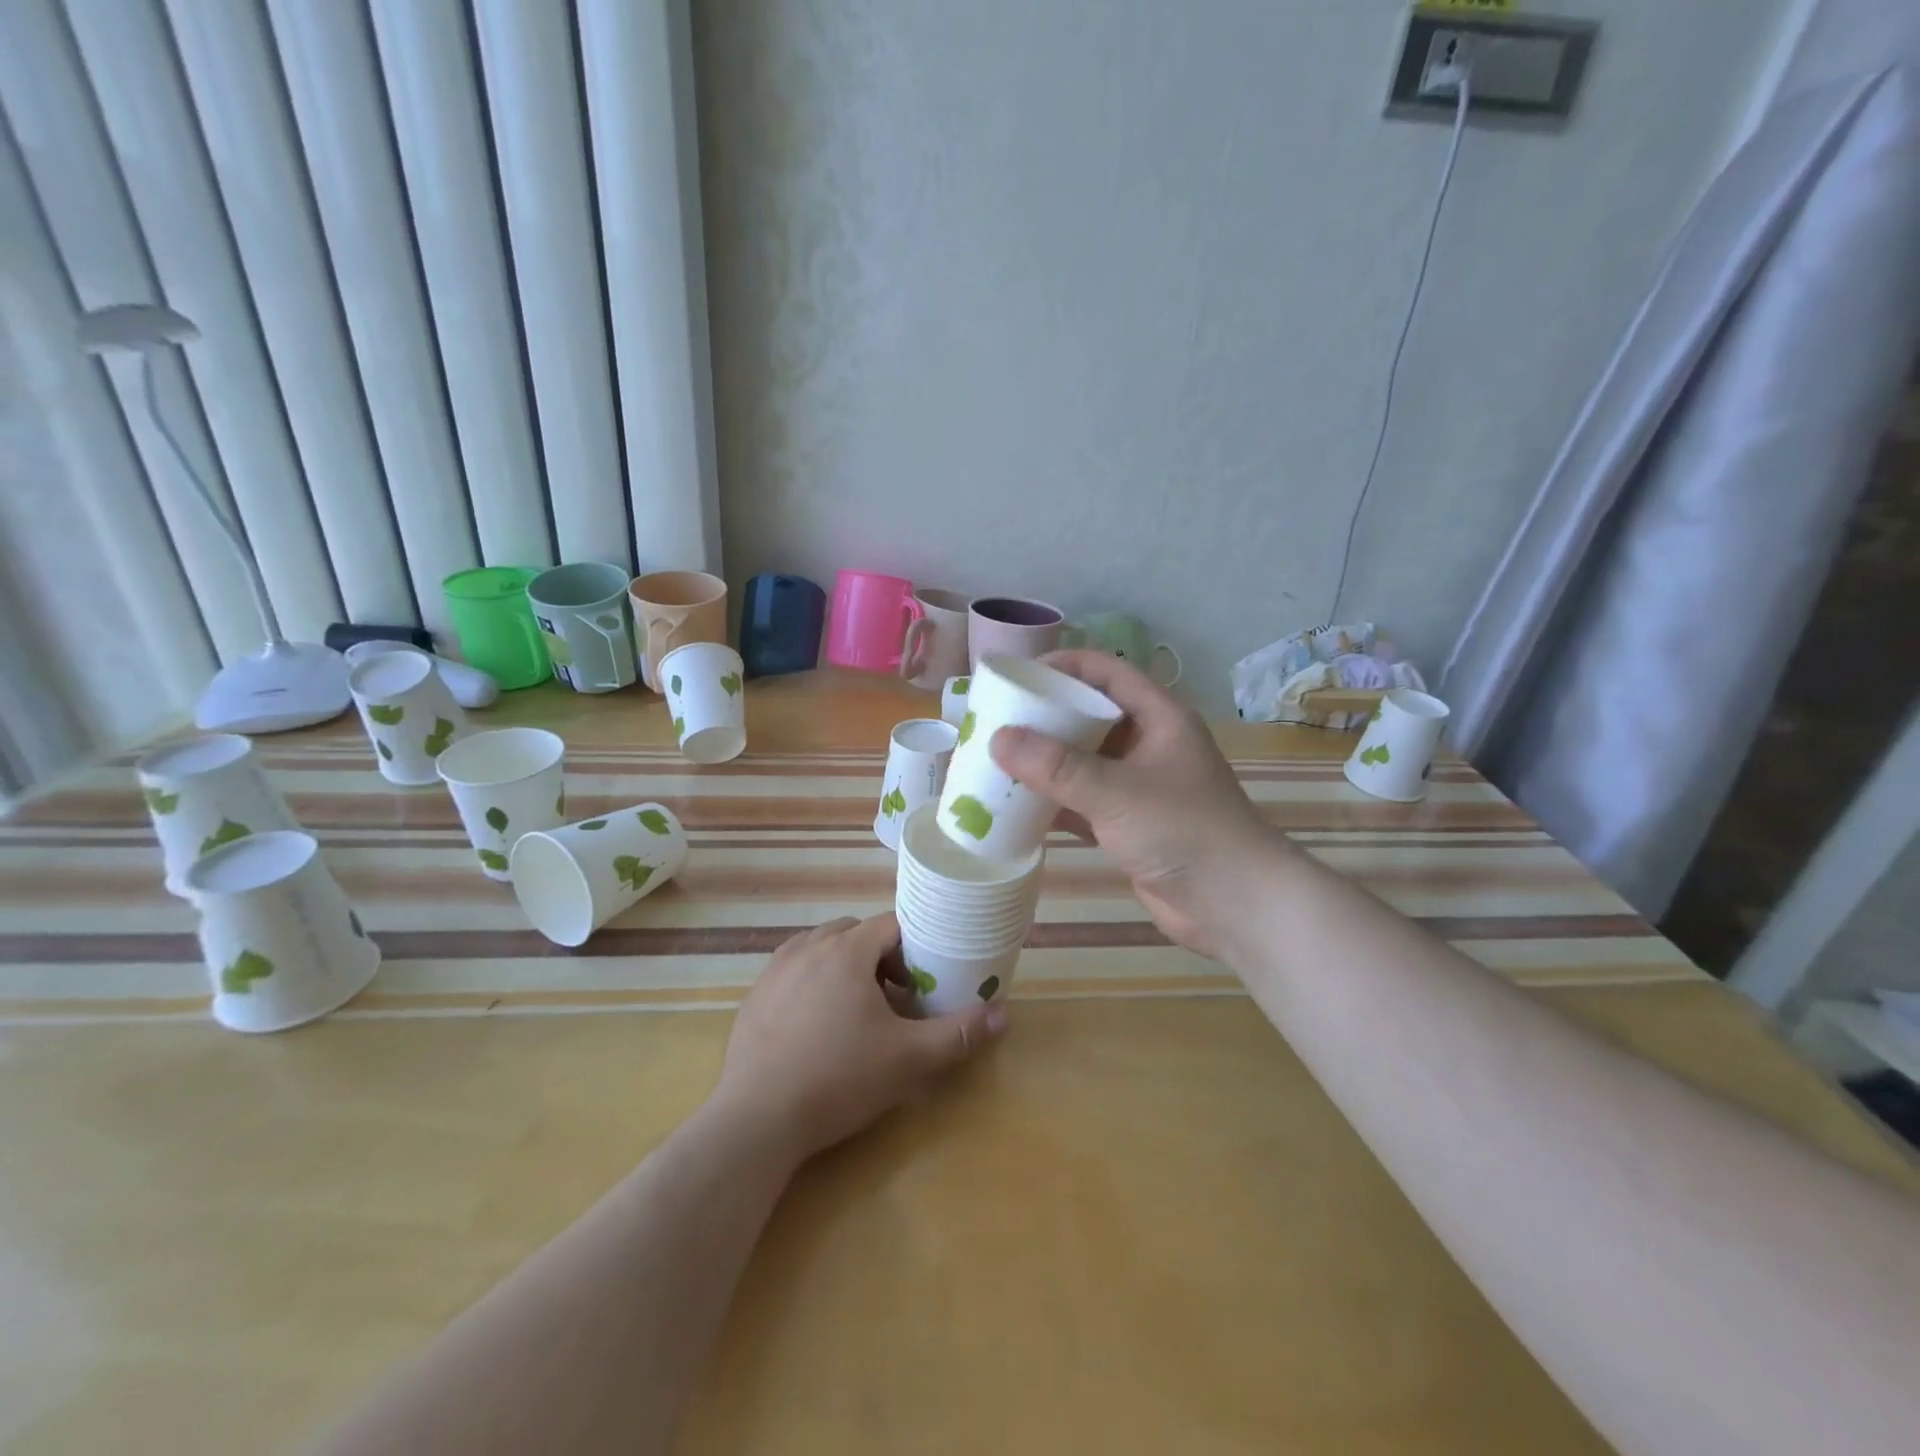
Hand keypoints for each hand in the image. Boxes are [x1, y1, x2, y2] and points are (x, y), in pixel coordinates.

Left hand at [712, 914, 1007, 1162]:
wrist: (757, 1120)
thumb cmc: (839, 1079)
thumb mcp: (908, 1059)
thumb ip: (958, 1033)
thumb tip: (1004, 1015)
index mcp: (846, 950)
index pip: (890, 925)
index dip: (913, 947)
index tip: (924, 979)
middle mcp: (808, 947)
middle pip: (854, 932)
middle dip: (879, 956)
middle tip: (895, 997)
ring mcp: (775, 970)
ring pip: (820, 948)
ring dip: (844, 965)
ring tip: (856, 1009)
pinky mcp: (754, 996)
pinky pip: (792, 971)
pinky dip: (812, 982)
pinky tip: (816, 1026)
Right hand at [990, 649, 1280, 959]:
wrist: (1233, 903)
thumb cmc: (1183, 830)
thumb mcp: (1116, 792)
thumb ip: (1057, 767)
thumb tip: (997, 738)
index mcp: (1158, 717)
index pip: (1105, 672)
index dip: (1062, 667)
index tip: (1015, 677)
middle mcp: (1147, 744)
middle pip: (1088, 716)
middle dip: (1044, 717)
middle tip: (996, 720)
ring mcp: (1137, 786)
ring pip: (1082, 762)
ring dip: (1044, 763)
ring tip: (995, 760)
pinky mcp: (1128, 824)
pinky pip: (1081, 802)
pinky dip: (1052, 803)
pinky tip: (1015, 807)